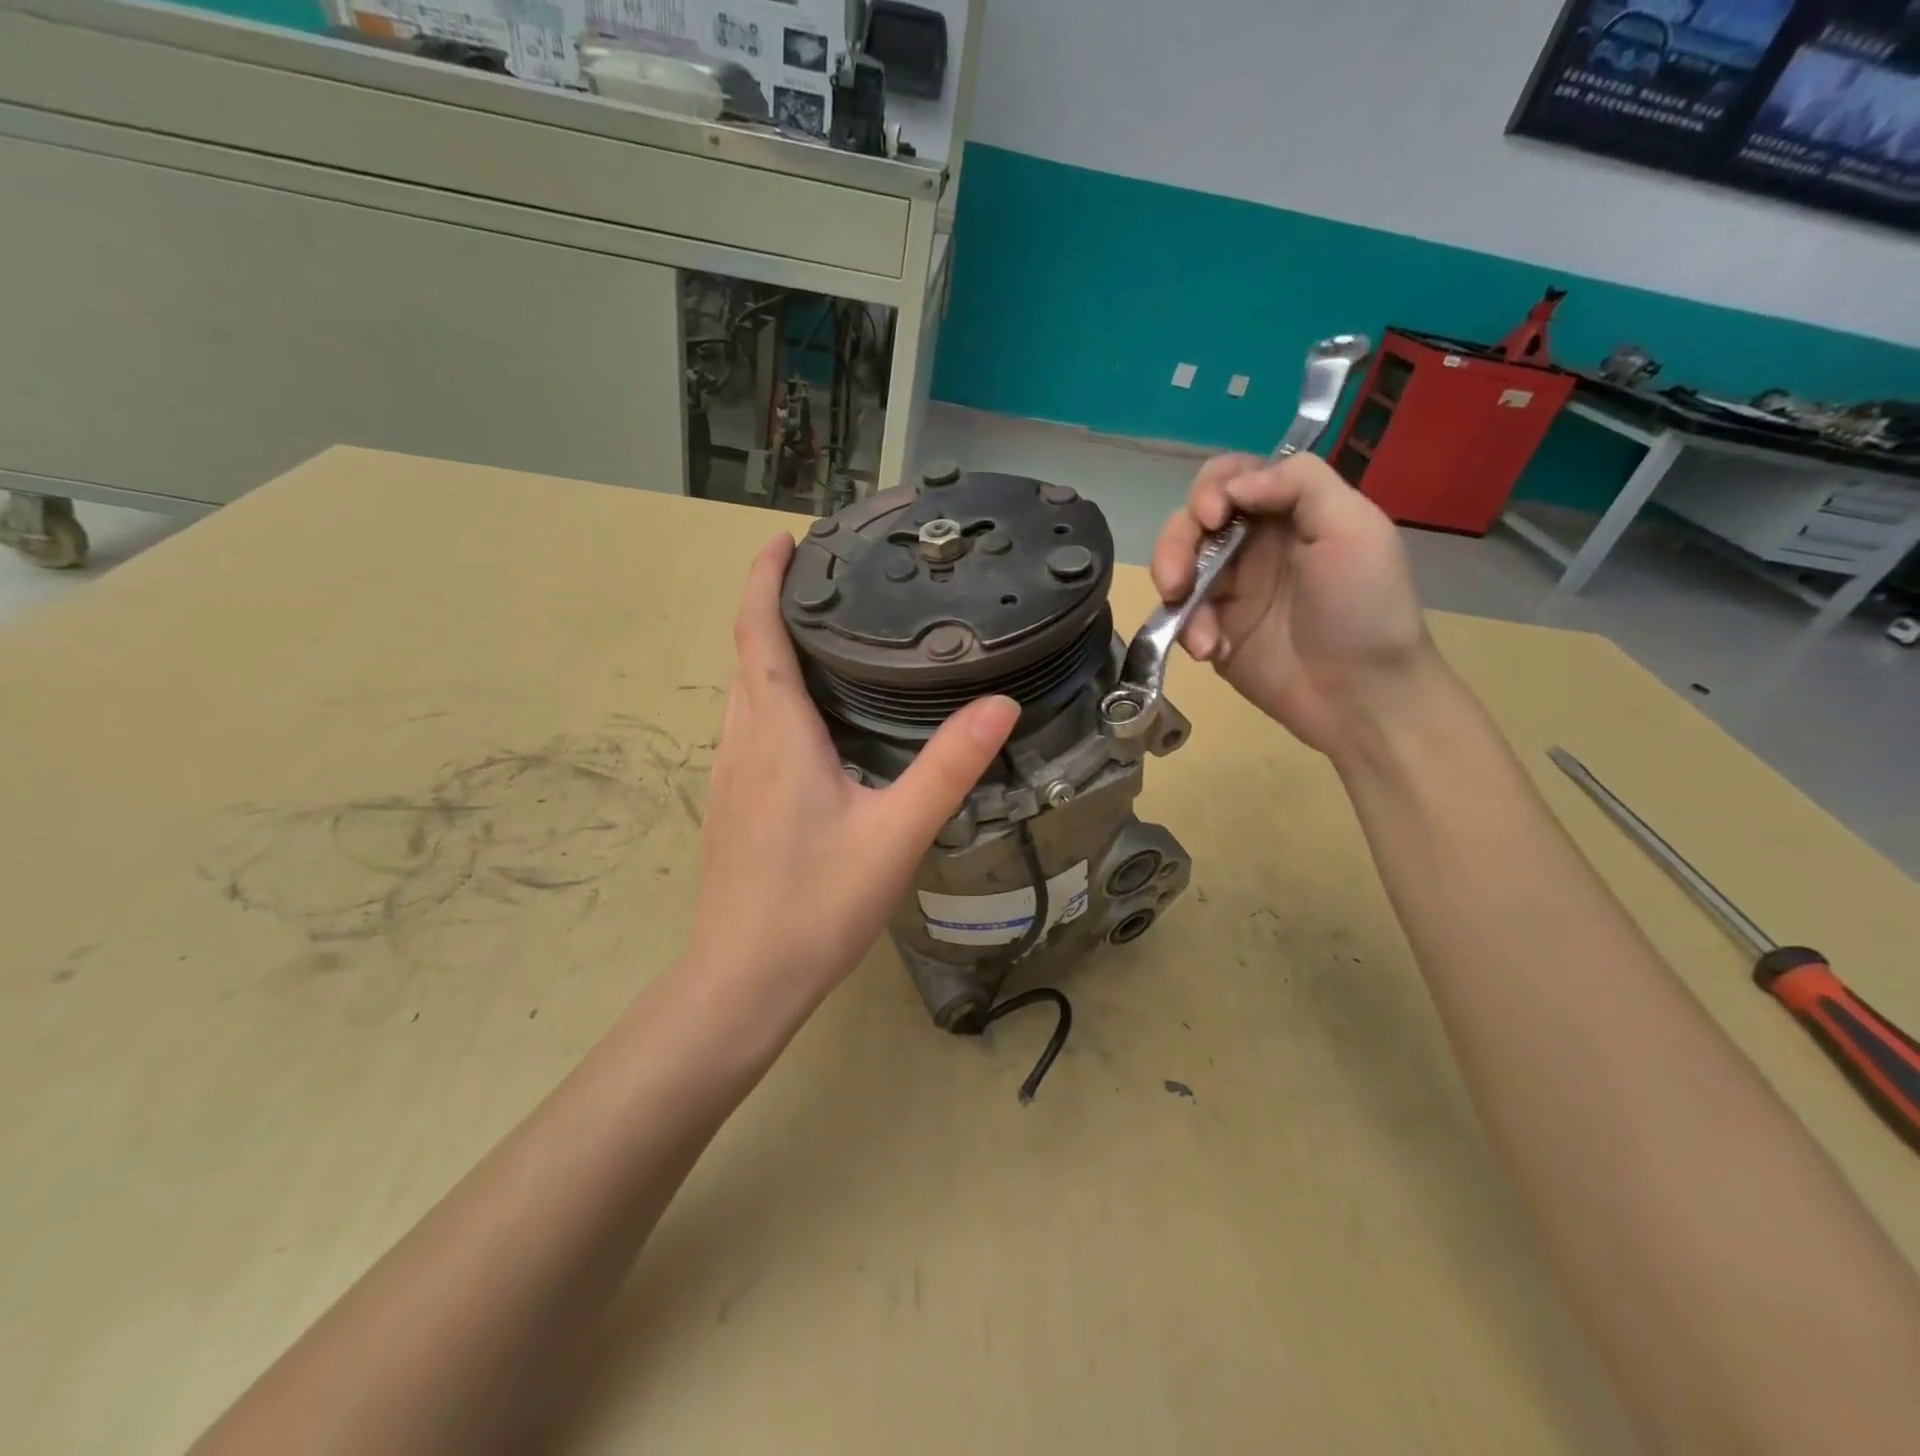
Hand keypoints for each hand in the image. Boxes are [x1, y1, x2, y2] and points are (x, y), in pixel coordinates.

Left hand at [686, 534, 1019, 1010]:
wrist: (742, 982)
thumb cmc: (814, 905)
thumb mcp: (895, 835)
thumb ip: (947, 768)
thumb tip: (999, 703)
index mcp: (776, 734)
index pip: (757, 634)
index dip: (764, 580)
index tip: (784, 539)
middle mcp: (742, 743)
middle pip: (748, 655)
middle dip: (773, 606)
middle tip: (825, 580)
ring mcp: (729, 776)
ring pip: (745, 693)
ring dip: (769, 651)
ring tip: (823, 634)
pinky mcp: (731, 805)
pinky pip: (748, 727)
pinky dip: (771, 695)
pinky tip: (811, 718)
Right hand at [1150, 453, 1435, 756]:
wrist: (1362, 696)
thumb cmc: (1366, 608)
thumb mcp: (1355, 528)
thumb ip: (1300, 483)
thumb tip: (1234, 486)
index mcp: (1289, 512)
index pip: (1231, 477)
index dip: (1211, 489)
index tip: (1214, 518)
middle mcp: (1253, 544)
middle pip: (1192, 520)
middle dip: (1176, 544)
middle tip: (1177, 581)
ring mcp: (1229, 590)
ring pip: (1176, 566)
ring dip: (1174, 589)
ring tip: (1197, 629)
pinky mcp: (1212, 631)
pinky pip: (1179, 617)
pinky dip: (1187, 630)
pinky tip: (1211, 649)